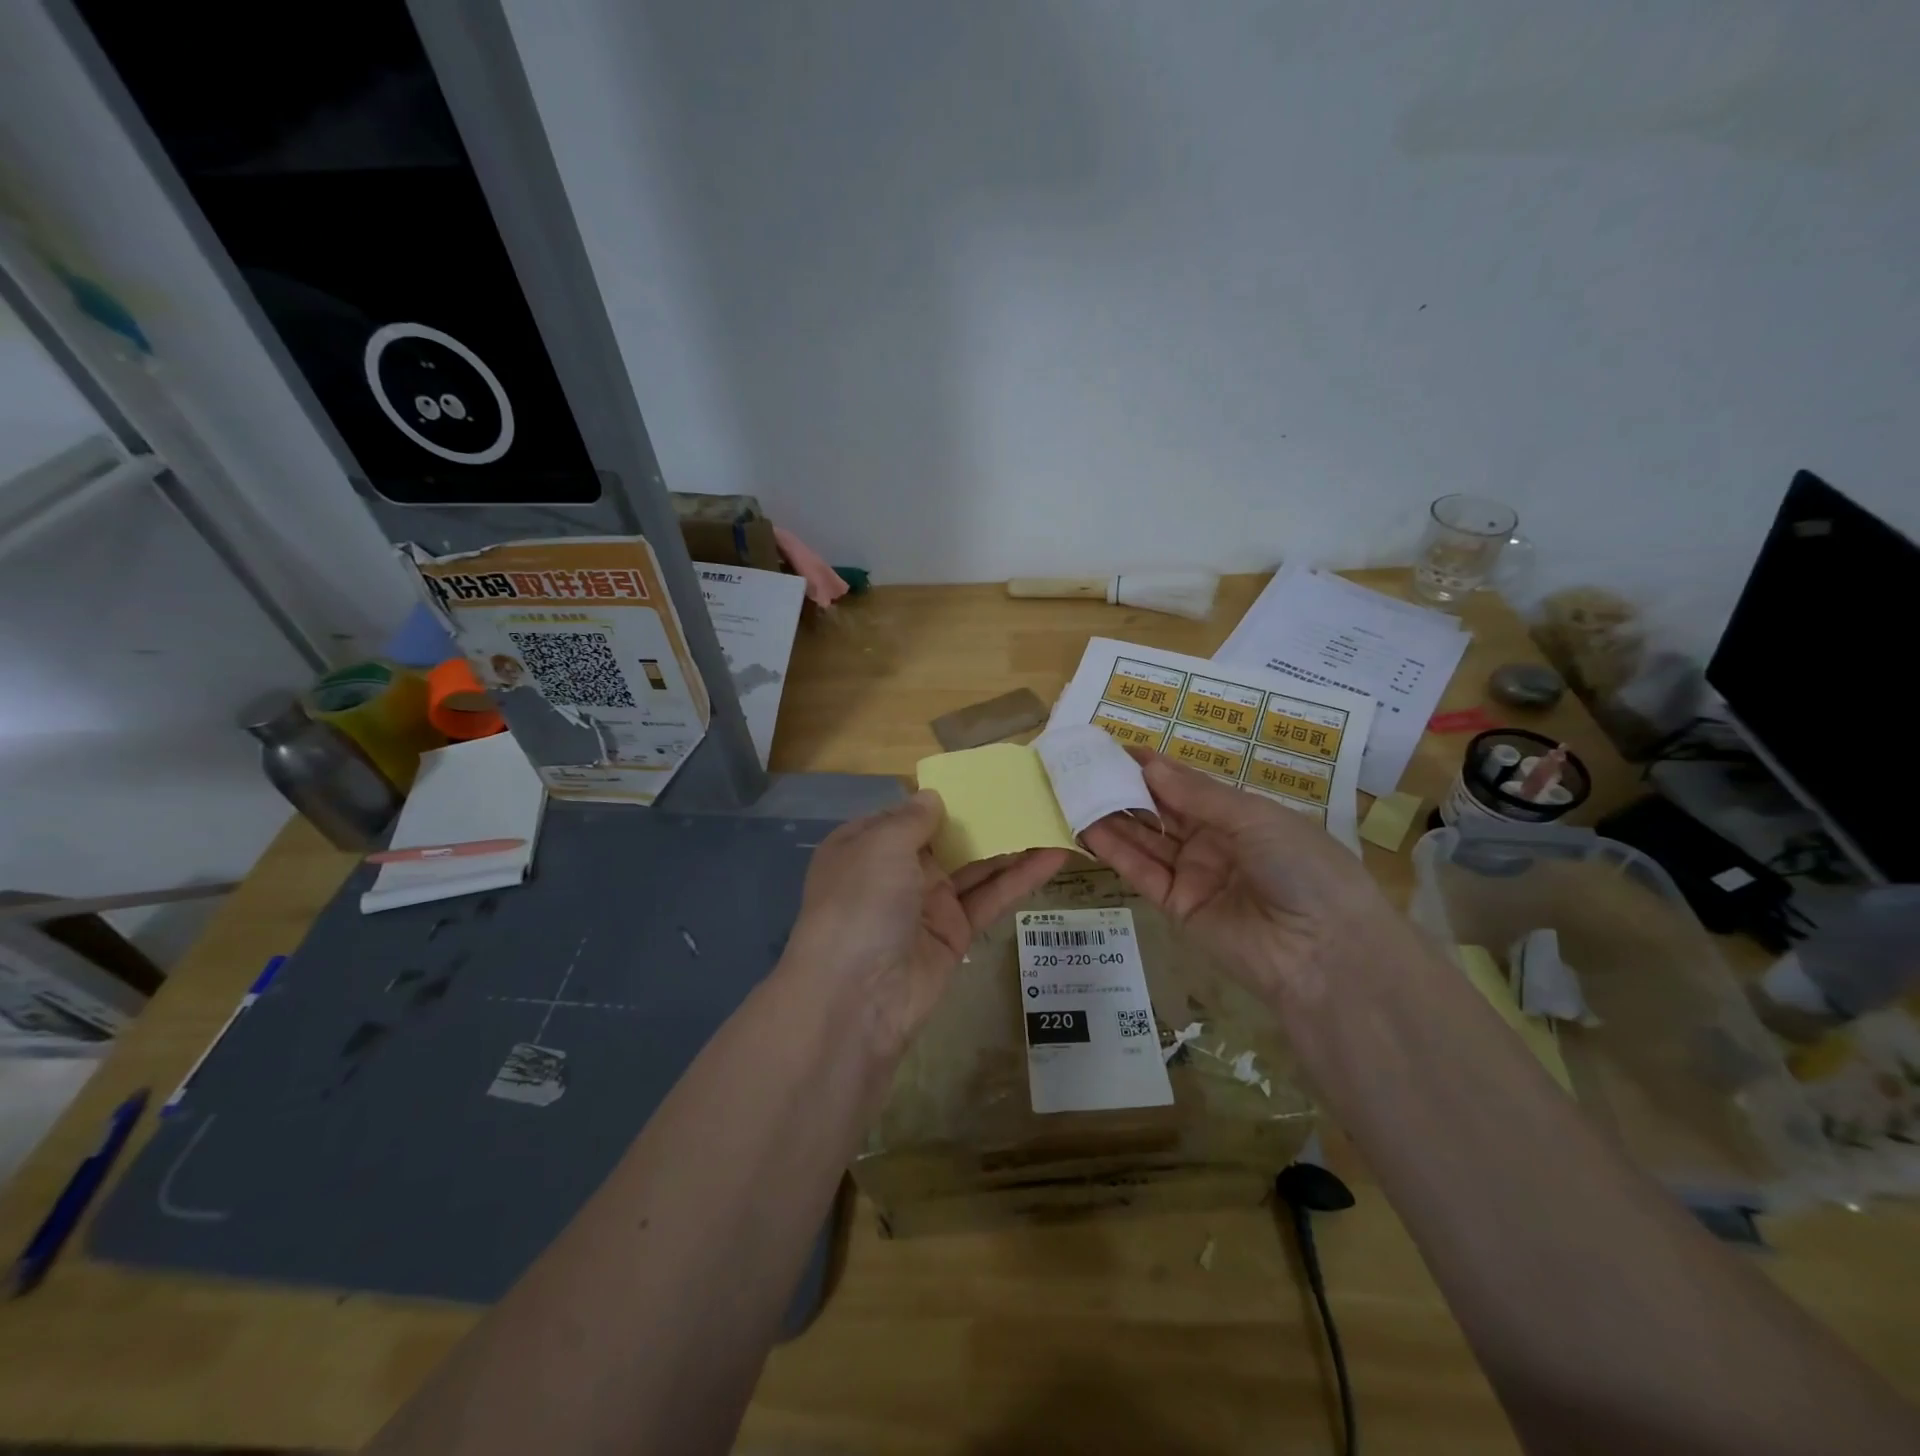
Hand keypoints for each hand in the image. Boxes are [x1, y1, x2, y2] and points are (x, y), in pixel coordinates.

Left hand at [785, 791, 1069, 1058]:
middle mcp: (896, 871)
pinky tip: (1054, 855)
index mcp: (866, 845)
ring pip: (975, 866)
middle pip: (947, 837)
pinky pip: (990, 897)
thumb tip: (932, 796)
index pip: (908, 814)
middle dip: (984, 817)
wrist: (857, 996)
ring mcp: (927, 903)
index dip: (944, 796)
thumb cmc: (861, 903)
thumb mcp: (880, 846)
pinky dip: (1021, 878)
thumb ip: (912, 819)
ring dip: (1011, 844)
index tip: (984, 777)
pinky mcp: (955, 933)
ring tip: (1053, 816)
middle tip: (1031, 792)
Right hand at [1082, 752, 1401, 1005]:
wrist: (1324, 952)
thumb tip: (1149, 764)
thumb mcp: (1256, 818)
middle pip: (1162, 811)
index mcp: (1242, 816)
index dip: (1154, 768)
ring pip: (1146, 840)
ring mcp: (1195, 875)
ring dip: (1114, 817)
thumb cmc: (1302, 866)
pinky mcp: (1177, 906)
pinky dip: (1115, 851)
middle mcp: (1215, 842)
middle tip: (1085, 767)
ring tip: (1076, 791)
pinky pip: (1142, 873)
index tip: (1115, 748)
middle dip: (1127, 789)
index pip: (1188, 786)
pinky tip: (1087, 827)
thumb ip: (1197, 794)